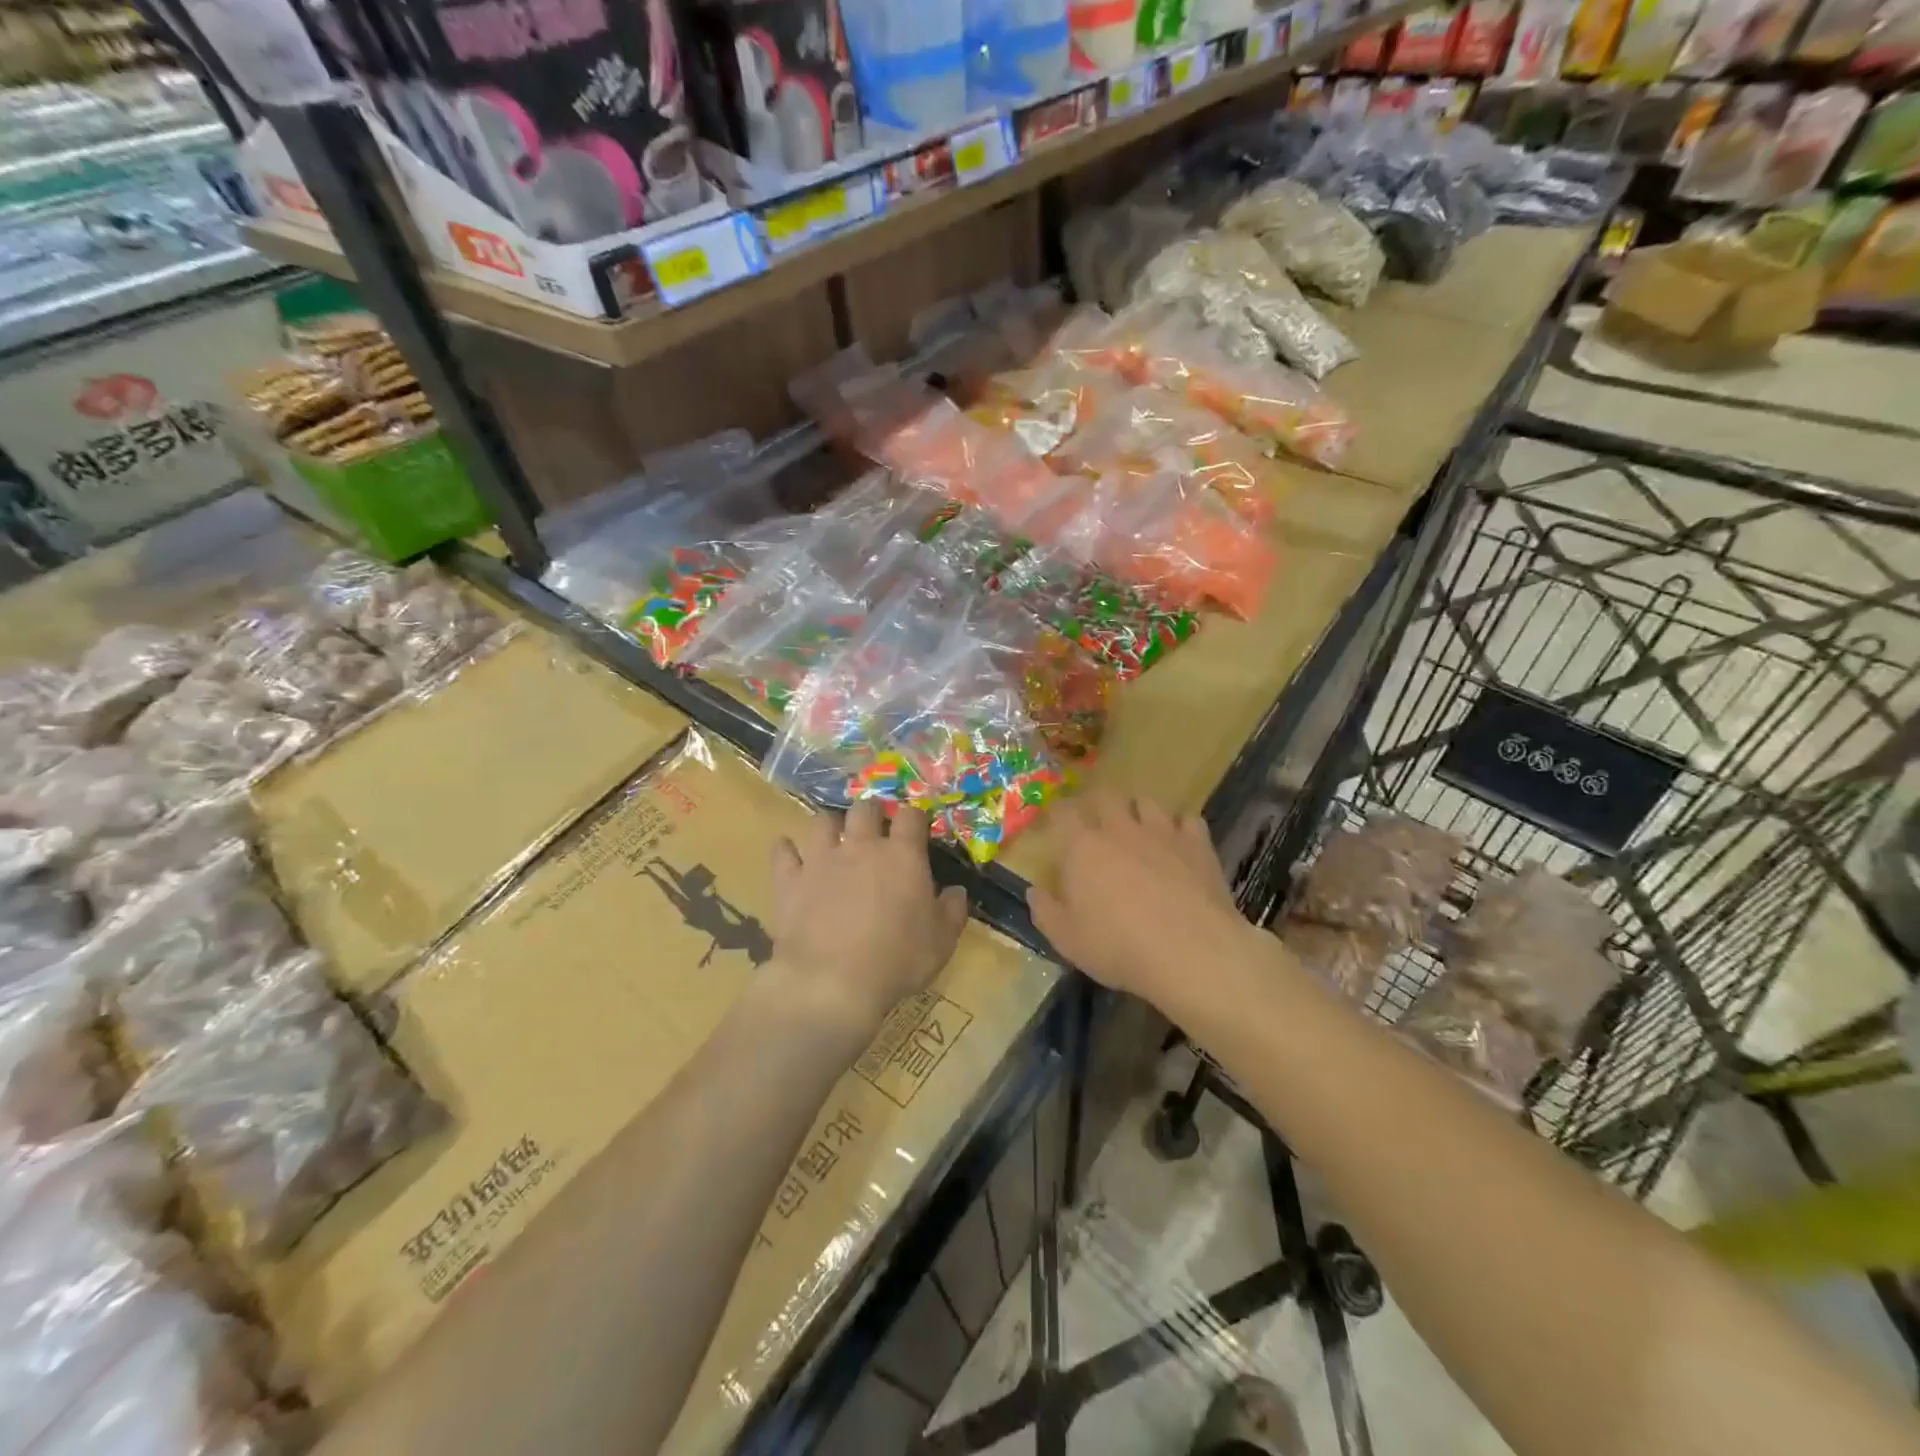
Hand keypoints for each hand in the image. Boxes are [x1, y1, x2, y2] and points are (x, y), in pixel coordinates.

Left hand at [770, 802, 969, 1040]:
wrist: (832, 983)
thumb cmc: (897, 961)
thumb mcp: (942, 941)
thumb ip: (952, 910)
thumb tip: (956, 891)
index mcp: (902, 855)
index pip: (911, 816)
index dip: (915, 818)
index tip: (916, 828)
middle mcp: (861, 846)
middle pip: (865, 808)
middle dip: (872, 812)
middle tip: (875, 828)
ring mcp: (821, 860)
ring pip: (822, 822)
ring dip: (831, 826)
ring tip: (834, 838)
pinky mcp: (790, 880)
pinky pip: (783, 852)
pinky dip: (786, 850)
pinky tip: (789, 853)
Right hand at [1027, 793, 1254, 1009]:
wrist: (1191, 952)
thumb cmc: (1119, 947)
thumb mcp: (1067, 939)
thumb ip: (1045, 911)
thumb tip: (1034, 890)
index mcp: (1082, 848)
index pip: (1063, 813)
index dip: (1057, 813)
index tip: (1055, 822)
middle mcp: (1120, 829)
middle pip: (1105, 796)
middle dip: (1097, 804)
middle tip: (1096, 822)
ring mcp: (1162, 832)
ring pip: (1146, 802)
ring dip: (1138, 811)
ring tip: (1139, 828)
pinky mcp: (1198, 844)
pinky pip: (1188, 820)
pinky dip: (1180, 827)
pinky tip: (1179, 843)